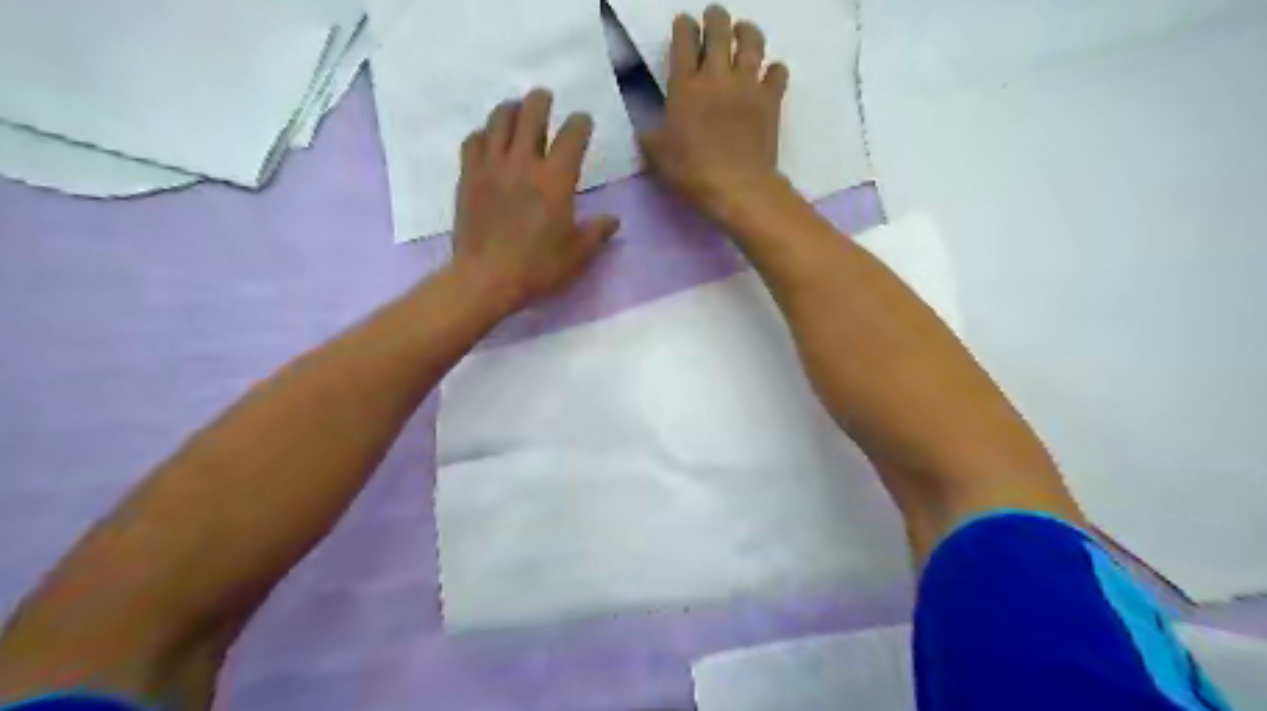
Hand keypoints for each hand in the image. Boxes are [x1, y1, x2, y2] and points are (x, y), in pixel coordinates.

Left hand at [452, 90, 620, 313]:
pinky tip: (489, 141)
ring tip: (516, 111)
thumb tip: (613, 220)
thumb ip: (597, 232)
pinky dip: (484, 133)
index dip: (581, 122)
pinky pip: (473, 140)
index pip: (572, 135)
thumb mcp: (577, 255)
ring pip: (498, 119)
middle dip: (541, 101)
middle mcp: (523, 163)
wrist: (485, 279)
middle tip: (545, 100)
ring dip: (510, 109)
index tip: (583, 122)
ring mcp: (492, 167)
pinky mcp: (469, 177)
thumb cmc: (537, 268)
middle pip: (531, 112)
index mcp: (555, 180)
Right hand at [644, 6, 788, 215]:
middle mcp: (717, 76)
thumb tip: (646, 128)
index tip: (684, 23)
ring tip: (744, 32)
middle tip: (713, 17)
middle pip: (719, 30)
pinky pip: (777, 72)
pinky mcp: (770, 100)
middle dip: (715, 18)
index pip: (684, 41)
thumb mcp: (656, 155)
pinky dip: (774, 70)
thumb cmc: (691, 172)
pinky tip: (769, 75)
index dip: (684, 26)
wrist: (736, 187)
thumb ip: (650, 135)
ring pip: (752, 41)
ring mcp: (747, 85)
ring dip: (747, 31)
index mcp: (685, 85)